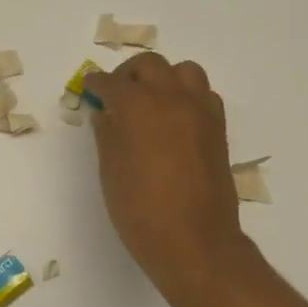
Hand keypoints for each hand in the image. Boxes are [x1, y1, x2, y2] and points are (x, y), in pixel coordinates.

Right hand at [84, 53, 250, 293]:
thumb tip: (105, 113)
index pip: (111, 82)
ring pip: (184, 72)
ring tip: (151, 100)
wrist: (193, 240)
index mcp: (138, 106)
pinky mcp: (218, 127)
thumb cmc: (140, 209)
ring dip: (164, 78)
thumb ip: (107, 134)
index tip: (89, 88)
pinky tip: (175, 119)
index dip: (96, 84)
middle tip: (116, 93)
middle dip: (129, 74)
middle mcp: (171, 97)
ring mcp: (200, 110)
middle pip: (150, 66)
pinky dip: (187, 96)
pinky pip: (203, 94)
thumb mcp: (111, 171)